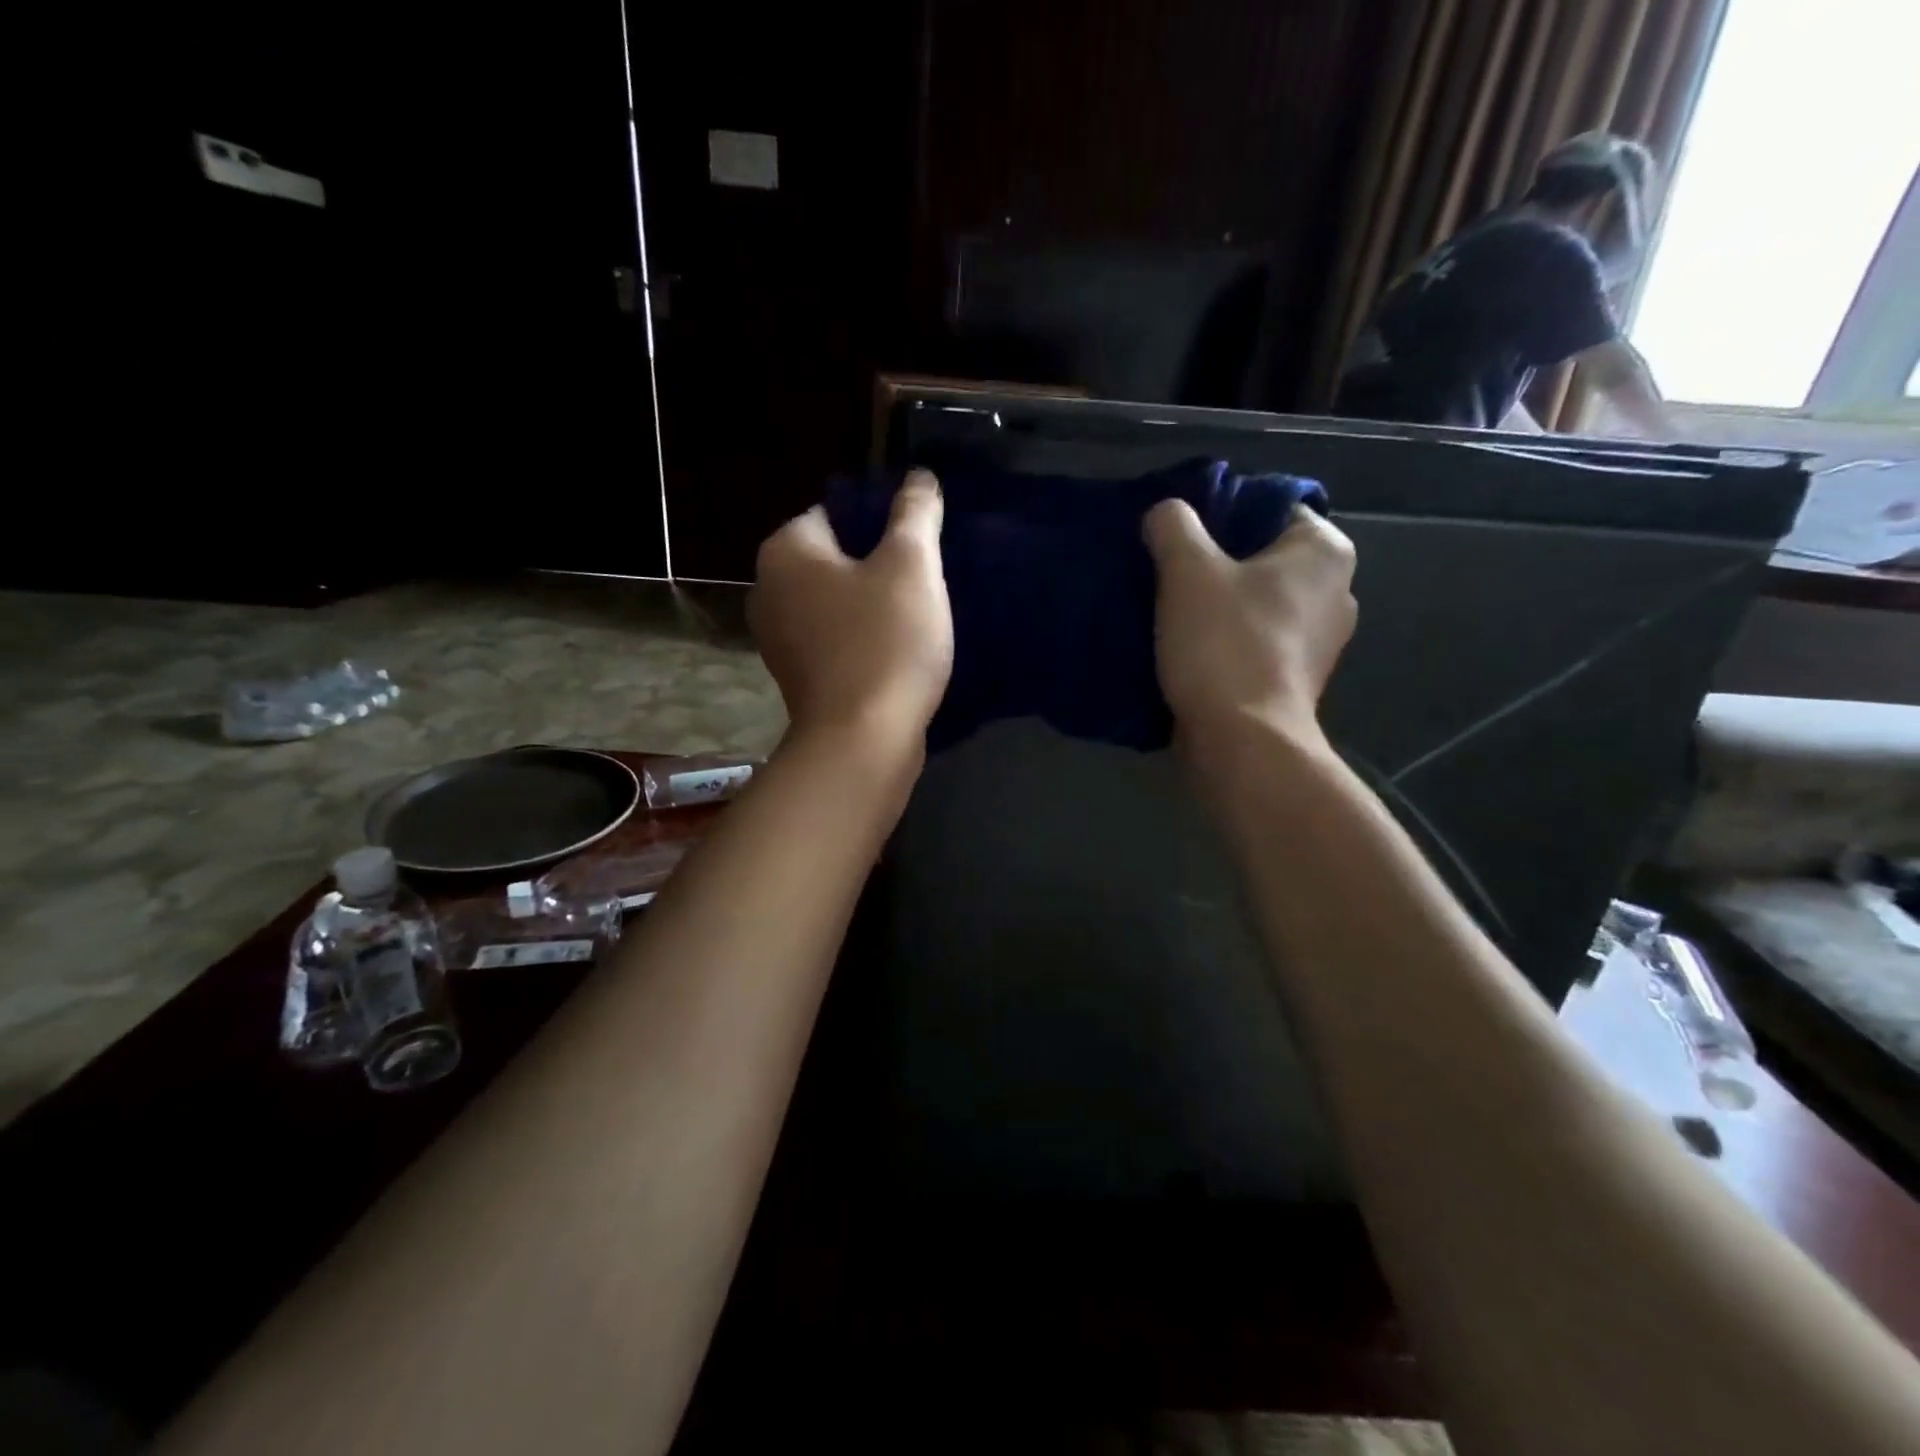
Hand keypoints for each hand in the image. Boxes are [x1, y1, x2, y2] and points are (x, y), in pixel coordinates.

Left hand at [748, 470, 952, 754]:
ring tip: (916, 619)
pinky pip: (835, 640)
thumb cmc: (884, 643)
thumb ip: (915, 514)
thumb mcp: (911, 566)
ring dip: (873, 606)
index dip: (881, 524)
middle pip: (835, 559)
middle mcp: (767, 589)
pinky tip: (896, 653)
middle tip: (923, 584)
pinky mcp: (798, 677)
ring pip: (836, 603)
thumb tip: (919, 478)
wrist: (862, 741)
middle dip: (878, 566)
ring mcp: (778, 639)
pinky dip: (862, 640)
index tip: (917, 549)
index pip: (835, 512)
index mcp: (785, 551)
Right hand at [1144, 499, 1356, 752]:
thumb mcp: (1187, 571)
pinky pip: (1258, 640)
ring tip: (1173, 609)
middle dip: (1219, 561)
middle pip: (1264, 557)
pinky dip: (1228, 638)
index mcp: (1325, 551)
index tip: (1181, 533)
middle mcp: (1337, 590)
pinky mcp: (1298, 679)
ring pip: (1259, 602)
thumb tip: (1165, 511)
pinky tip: (1191, 646)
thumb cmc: (1224, 643)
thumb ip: (1174, 527)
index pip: (1272, 506)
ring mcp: (1322, 641)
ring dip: (1221, 603)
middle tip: (1170, 569)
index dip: (1223, 512)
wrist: (1243, 740)